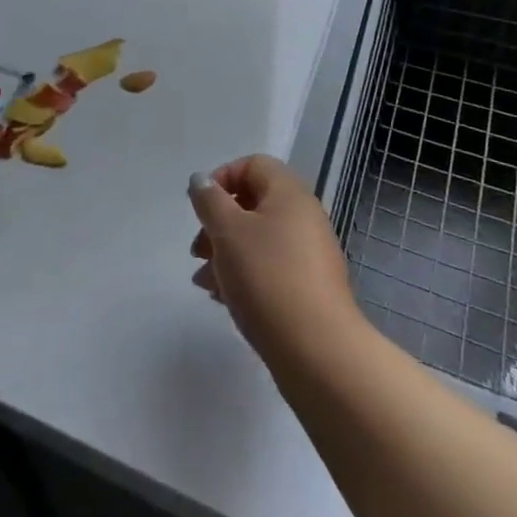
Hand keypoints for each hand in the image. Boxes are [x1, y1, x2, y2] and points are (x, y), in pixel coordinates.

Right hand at [188, 155, 363, 369]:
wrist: (318, 352)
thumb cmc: (268, 277)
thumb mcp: (227, 231)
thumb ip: (209, 200)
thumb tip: (202, 181)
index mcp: (289, 194)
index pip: (253, 165)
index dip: (222, 178)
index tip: (202, 208)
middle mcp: (304, 218)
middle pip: (253, 204)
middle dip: (218, 223)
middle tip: (198, 250)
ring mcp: (310, 256)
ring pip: (258, 240)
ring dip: (226, 254)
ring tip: (204, 283)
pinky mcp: (309, 290)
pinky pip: (270, 269)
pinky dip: (245, 276)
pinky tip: (224, 300)